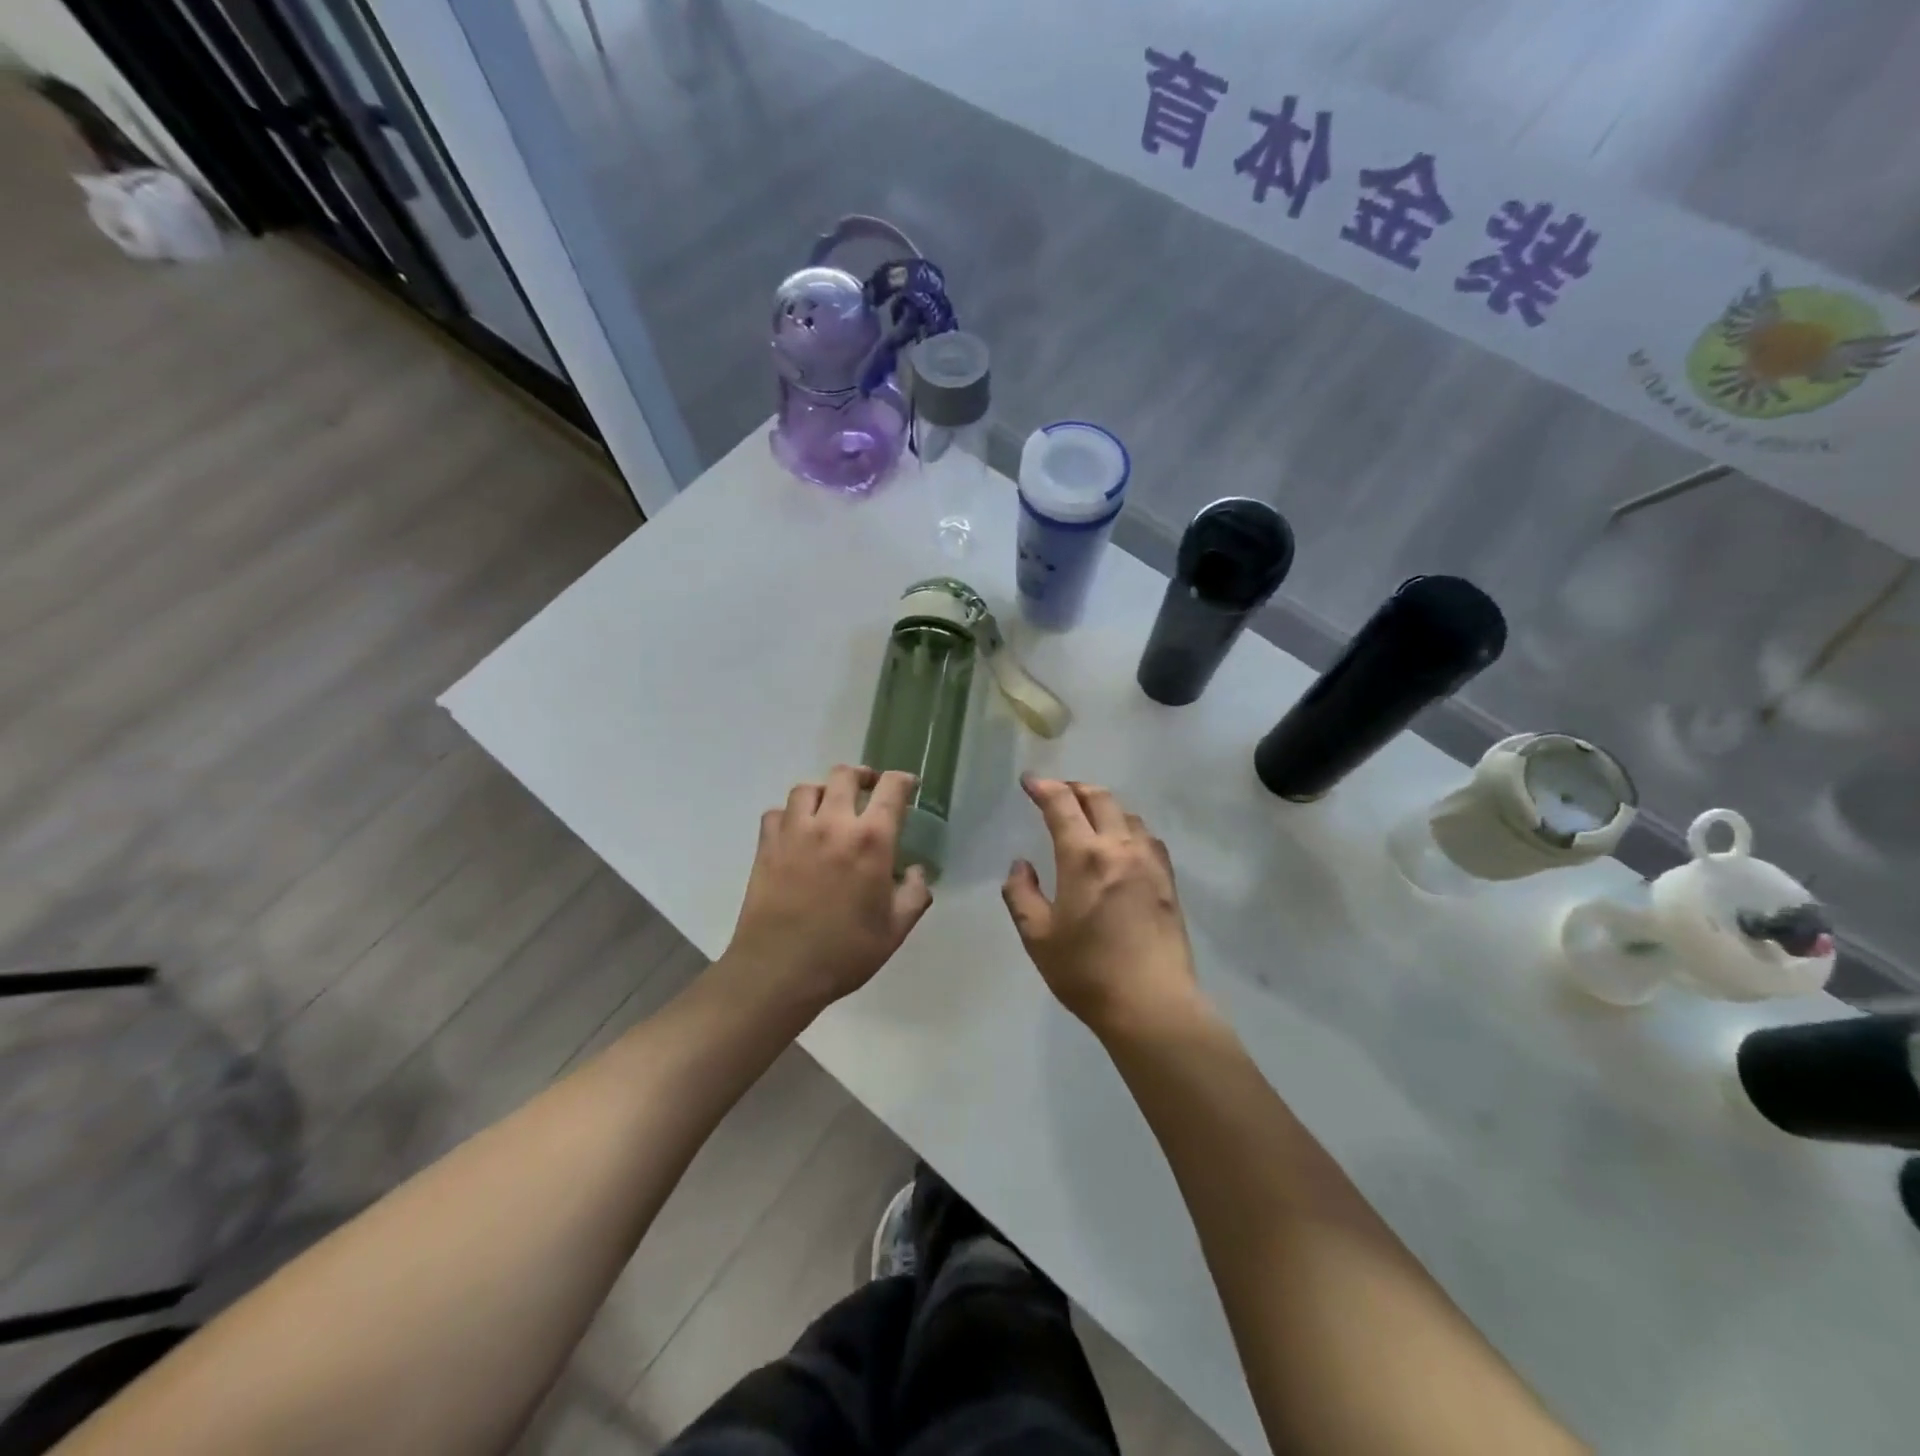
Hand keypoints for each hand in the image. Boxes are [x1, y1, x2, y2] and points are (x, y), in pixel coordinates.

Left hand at [723, 765, 933, 1014]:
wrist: (778, 970)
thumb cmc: (844, 952)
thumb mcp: (895, 930)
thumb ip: (914, 895)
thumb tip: (916, 872)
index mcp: (871, 840)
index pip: (891, 788)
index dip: (903, 780)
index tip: (909, 786)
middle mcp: (832, 824)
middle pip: (845, 775)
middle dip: (862, 776)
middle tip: (868, 789)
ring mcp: (794, 832)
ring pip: (807, 788)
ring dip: (823, 791)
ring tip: (829, 806)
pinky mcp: (766, 846)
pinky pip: (776, 813)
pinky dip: (789, 814)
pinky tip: (796, 831)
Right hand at [1002, 775, 1199, 1035]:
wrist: (1151, 1004)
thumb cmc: (1086, 971)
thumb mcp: (1037, 937)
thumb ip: (1021, 894)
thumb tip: (1021, 865)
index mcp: (1084, 857)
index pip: (1062, 804)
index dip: (1043, 787)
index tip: (1028, 781)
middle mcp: (1120, 848)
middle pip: (1100, 798)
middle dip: (1075, 787)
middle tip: (1057, 791)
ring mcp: (1150, 862)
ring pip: (1127, 814)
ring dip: (1104, 805)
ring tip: (1088, 815)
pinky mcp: (1168, 881)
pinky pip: (1147, 837)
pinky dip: (1128, 827)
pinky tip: (1122, 843)